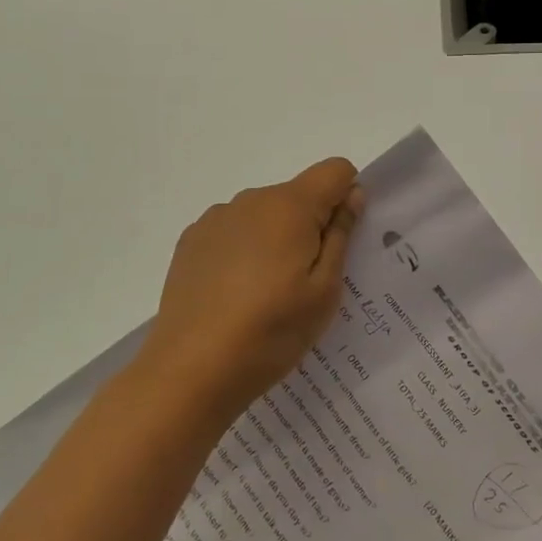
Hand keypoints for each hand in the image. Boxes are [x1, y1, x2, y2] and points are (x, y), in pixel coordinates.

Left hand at [141, 158, 364, 416]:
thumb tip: (351, 195)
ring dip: (276, 238)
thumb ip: (340, 235)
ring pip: (264, 215)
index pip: (335, 171)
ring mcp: (216, 219)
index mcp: (289, 206)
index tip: (342, 241)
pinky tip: (235, 295)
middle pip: (298, 195)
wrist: (191, 369)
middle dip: (311, 225)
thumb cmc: (271, 331)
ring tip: (267, 294)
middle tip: (307, 282)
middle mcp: (251, 199)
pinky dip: (245, 251)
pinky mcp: (191, 241)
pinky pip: (234, 232)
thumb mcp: (324, 291)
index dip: (347, 198)